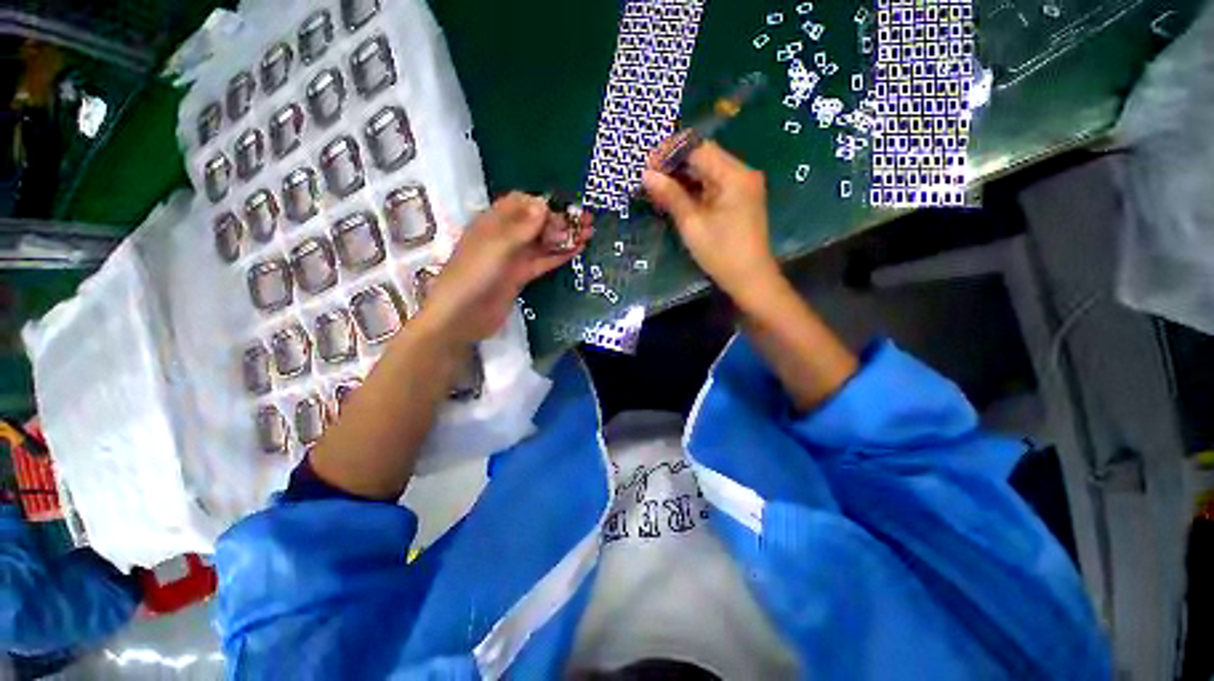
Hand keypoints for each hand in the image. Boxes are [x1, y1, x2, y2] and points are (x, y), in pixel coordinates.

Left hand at [417, 192, 591, 343]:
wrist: (463, 316)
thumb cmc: (474, 275)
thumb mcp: (497, 247)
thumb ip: (522, 227)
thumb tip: (544, 203)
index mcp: (493, 222)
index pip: (520, 203)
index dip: (542, 204)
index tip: (563, 211)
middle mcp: (505, 237)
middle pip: (536, 223)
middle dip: (560, 220)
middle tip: (587, 222)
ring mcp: (514, 258)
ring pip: (542, 243)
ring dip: (564, 237)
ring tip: (589, 234)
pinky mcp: (521, 276)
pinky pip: (543, 261)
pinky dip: (559, 255)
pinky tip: (576, 250)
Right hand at [641, 141, 780, 304]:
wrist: (750, 279)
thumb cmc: (721, 253)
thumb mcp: (692, 224)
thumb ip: (671, 196)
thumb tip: (646, 174)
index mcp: (734, 175)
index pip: (698, 148)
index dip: (670, 152)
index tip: (647, 166)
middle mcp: (742, 173)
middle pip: (704, 156)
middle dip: (675, 164)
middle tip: (649, 179)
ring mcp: (743, 186)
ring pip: (707, 171)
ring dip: (683, 177)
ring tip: (658, 189)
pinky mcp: (740, 198)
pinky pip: (713, 185)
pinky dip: (694, 189)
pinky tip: (676, 198)